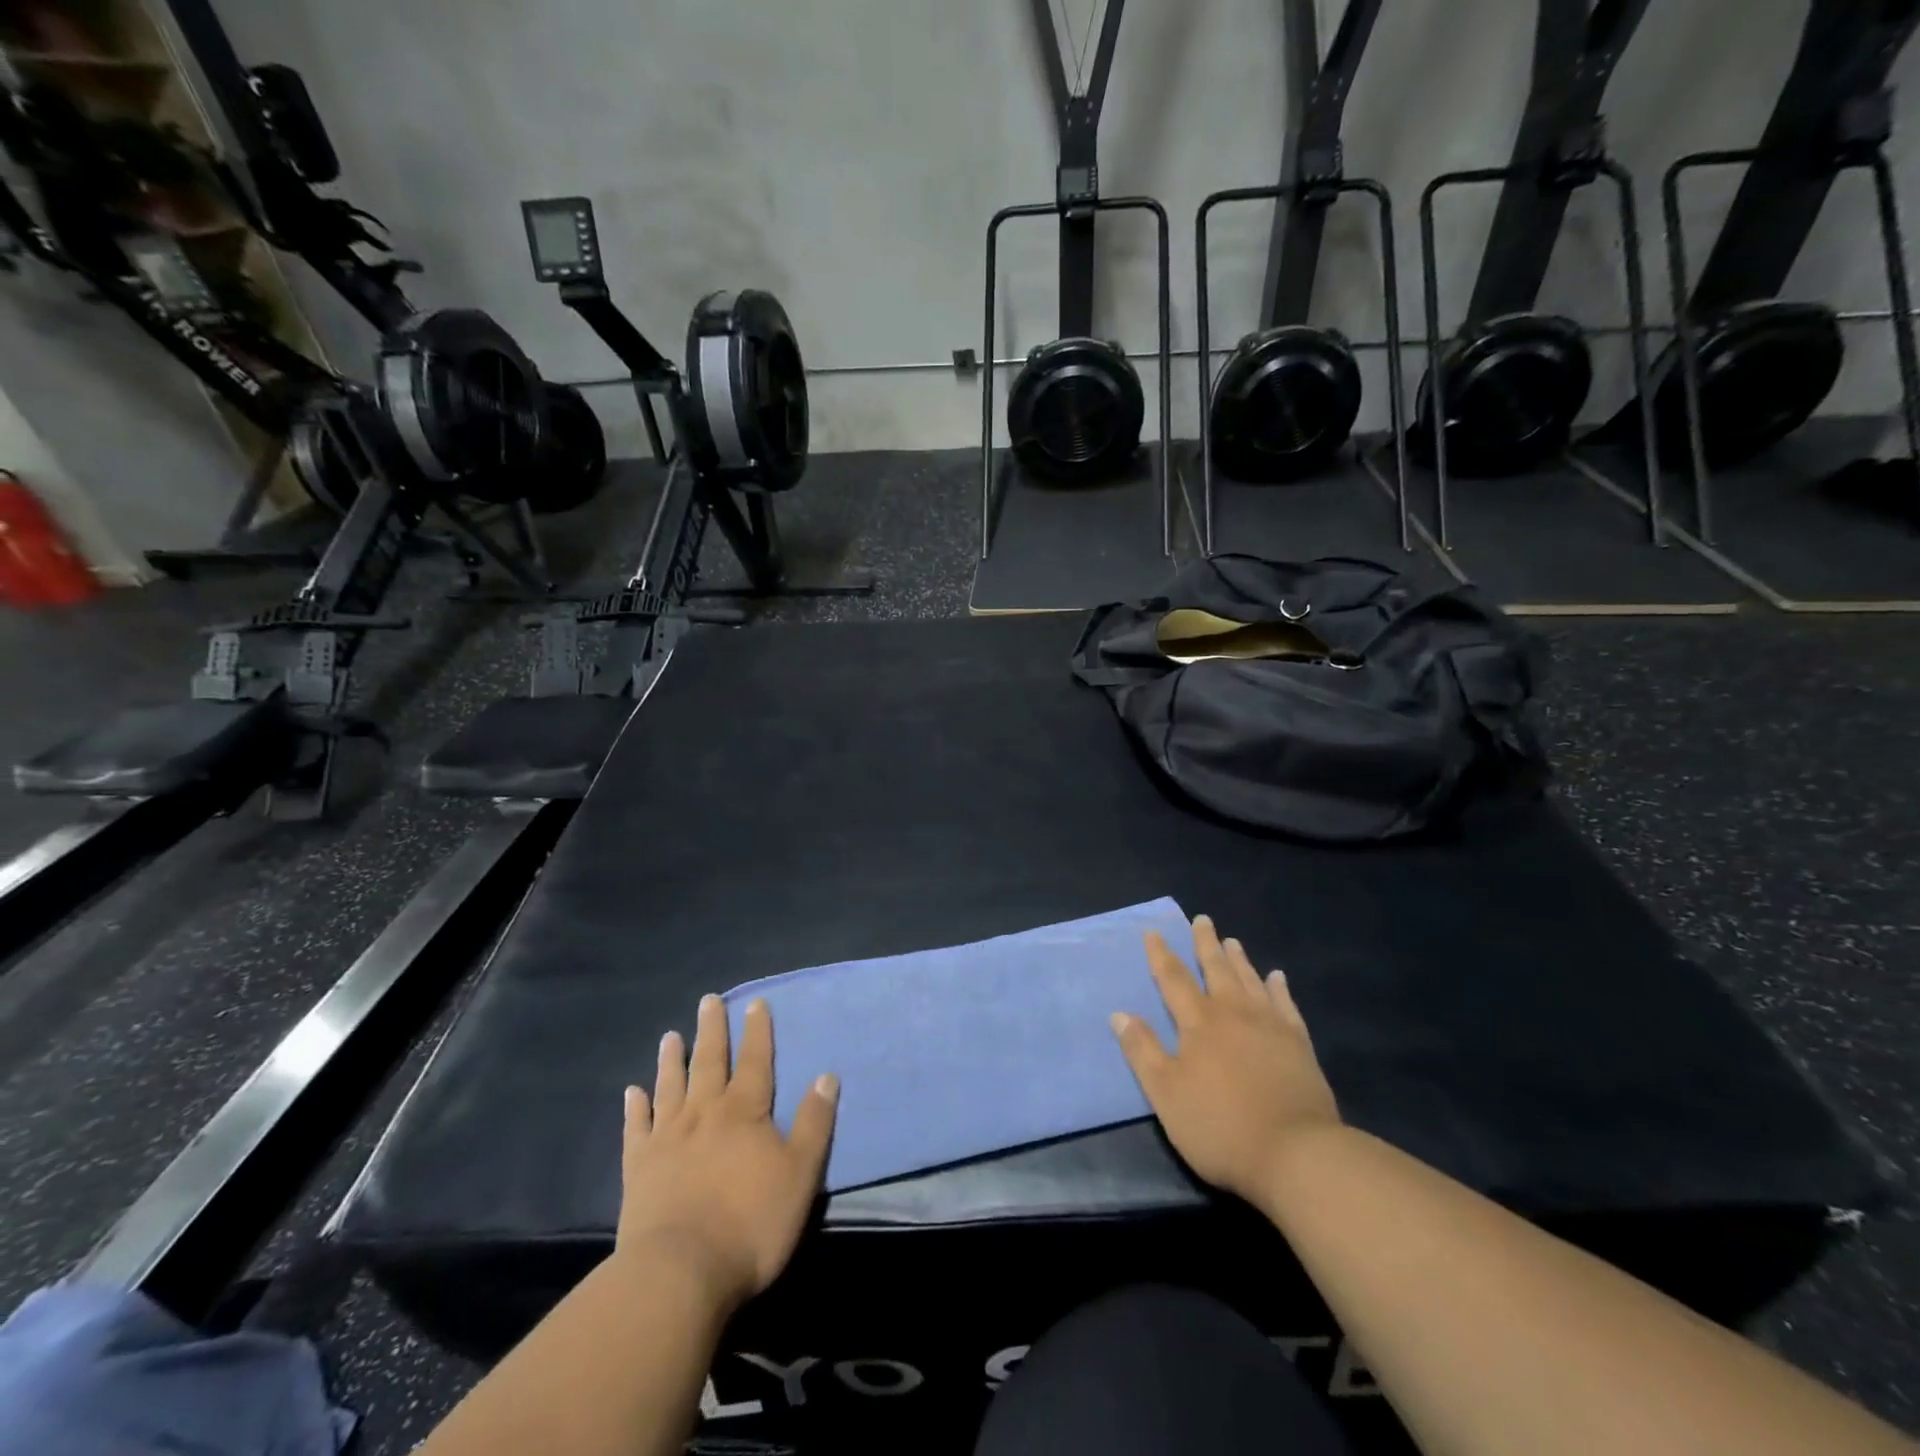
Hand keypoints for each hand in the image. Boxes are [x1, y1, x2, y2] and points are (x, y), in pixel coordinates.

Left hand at [618, 995, 837, 1311]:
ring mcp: (667, 1139)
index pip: (755, 1061)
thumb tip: (827, 1075)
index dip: (757, 1032)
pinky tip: (632, 1092)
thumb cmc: (751, 1223)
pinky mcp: (638, 1169)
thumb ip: (814, 1123)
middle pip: (709, 1062)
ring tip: (670, 1036)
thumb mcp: (800, 1173)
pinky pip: (637, 1128)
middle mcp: (704, 1113)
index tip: (755, 1003)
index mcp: (744, 1112)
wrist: (680, 1273)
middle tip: (708, 1000)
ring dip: (672, 1060)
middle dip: (712, 1031)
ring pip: (670, 1087)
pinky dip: (635, 1108)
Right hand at [1111, 915, 1341, 1205]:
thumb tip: (1119, 1013)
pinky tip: (1277, 978)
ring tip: (1232, 940)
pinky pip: (1286, 1005)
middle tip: (1202, 919)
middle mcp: (1233, 1013)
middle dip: (1205, 944)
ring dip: (1239, 960)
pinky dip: (1279, 988)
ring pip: (1251, 981)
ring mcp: (1270, 1026)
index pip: (1174, 980)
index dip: (1161, 955)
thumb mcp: (1166, 1094)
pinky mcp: (1299, 1045)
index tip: (1154, 932)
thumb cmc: (1220, 1126)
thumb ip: (1143, 1051)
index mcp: (1199, 1023)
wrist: (1296, 1154)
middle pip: (1216, 970)